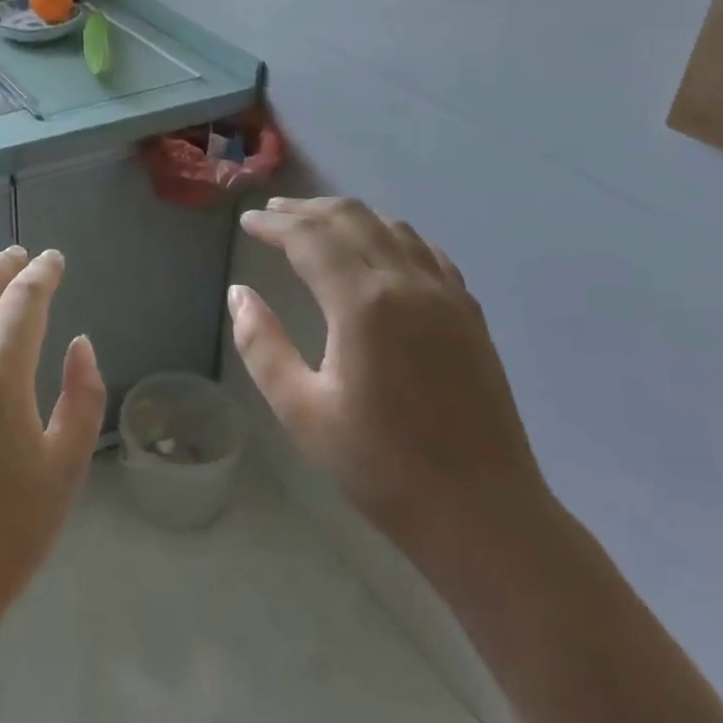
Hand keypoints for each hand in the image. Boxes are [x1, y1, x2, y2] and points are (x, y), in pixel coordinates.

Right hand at [229, 198, 550, 568]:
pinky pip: (427, 251)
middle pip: (352, 219)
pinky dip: (391, 235)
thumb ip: (262, 345)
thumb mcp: (302, 411)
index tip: (247, 222)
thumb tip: (239, 294)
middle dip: (306, 210)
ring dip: (348, 217)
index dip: (273, 225)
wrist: (482, 512)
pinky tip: (379, 248)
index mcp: (363, 304)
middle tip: (272, 214)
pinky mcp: (469, 313)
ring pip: (392, 227)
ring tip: (316, 224)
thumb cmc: (381, 466)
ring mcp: (447, 295)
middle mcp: (408, 284)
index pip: (309, 240)